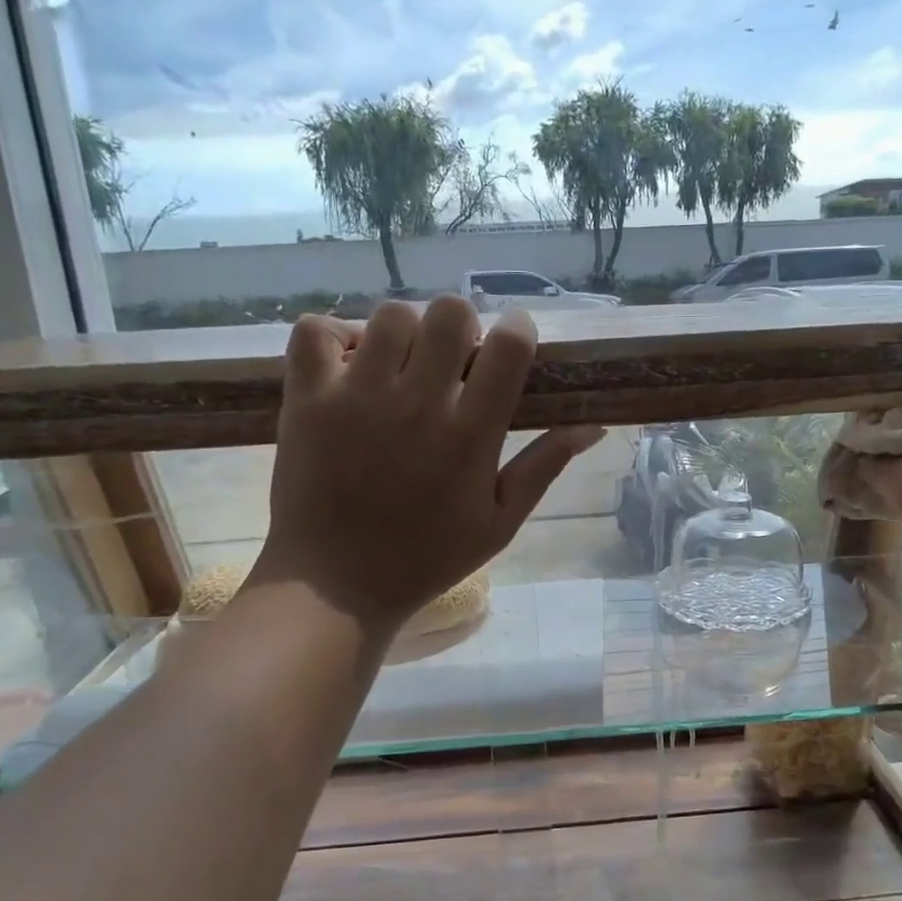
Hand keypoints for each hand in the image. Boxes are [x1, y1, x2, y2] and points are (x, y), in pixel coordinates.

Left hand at [252, 297, 603, 635]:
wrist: (335, 587)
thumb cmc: (426, 558)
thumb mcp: (500, 523)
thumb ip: (545, 467)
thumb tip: (594, 426)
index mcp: (470, 435)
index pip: (508, 345)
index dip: (517, 330)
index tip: (510, 344)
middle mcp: (416, 404)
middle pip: (449, 313)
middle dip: (461, 327)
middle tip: (452, 361)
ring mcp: (356, 398)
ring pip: (390, 315)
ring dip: (404, 331)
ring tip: (400, 365)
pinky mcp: (307, 400)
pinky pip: (316, 331)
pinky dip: (333, 336)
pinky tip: (348, 365)